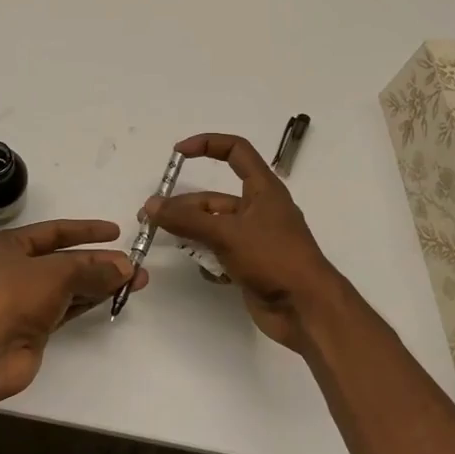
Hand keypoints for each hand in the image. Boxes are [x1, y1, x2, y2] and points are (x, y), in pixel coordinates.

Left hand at [0, 219, 143, 402]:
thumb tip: (125, 268)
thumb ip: (92, 269)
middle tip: (134, 265)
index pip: (55, 231)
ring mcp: (25, 299)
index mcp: (10, 245)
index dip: (86, 230)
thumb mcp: (56, 273)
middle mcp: (16, 269)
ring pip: (70, 285)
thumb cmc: (14, 297)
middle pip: (65, 260)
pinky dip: (90, 301)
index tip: (116, 232)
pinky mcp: (35, 326)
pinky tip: (113, 297)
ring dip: (100, 282)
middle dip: (99, 262)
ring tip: (135, 281)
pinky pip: (68, 307)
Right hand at [144, 133, 340, 351]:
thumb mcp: (228, 233)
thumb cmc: (274, 259)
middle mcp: (259, 210)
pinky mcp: (250, 264)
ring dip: (190, 232)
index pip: (236, 151)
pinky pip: (220, 253)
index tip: (177, 152)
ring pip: (213, 227)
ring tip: (162, 239)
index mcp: (263, 189)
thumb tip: (151, 205)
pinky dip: (207, 258)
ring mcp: (254, 239)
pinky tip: (201, 268)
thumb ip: (188, 219)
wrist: (306, 309)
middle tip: (148, 216)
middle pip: (214, 198)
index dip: (207, 145)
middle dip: (183, 205)